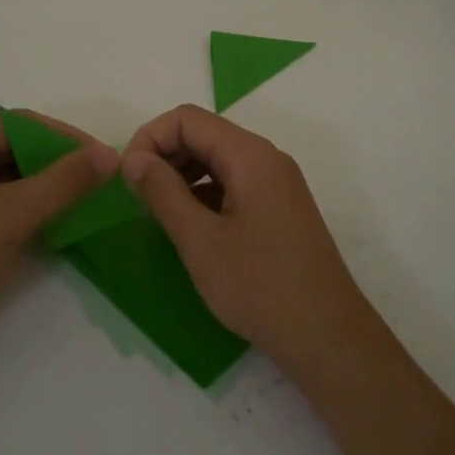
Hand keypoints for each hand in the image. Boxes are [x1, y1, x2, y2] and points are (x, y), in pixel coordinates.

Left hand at [0, 111, 116, 353]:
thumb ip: (64, 182)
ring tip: (90, 202)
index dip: (67, 140)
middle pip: (15, 147)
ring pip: (9, 176)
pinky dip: (27, 209)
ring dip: (46, 188)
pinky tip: (58, 222)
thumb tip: (112, 153)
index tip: (109, 160)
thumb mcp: (11, 216)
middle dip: (58, 165)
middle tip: (104, 183)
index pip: (21, 123)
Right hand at [120, 105, 374, 373]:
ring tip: (160, 210)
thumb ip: (163, 192)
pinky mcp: (279, 206)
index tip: (128, 177)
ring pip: (218, 158)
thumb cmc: (259, 286)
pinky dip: (205, 191)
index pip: (188, 118)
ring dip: (183, 173)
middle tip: (138, 195)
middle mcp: (266, 157)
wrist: (327, 336)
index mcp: (250, 155)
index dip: (150, 138)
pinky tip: (191, 224)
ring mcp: (277, 182)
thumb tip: (133, 159)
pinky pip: (234, 181)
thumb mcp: (200, 241)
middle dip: (165, 154)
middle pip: (204, 133)